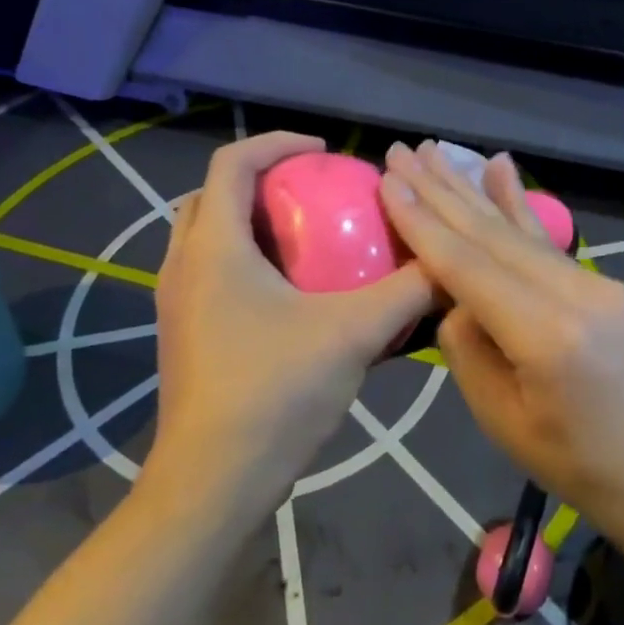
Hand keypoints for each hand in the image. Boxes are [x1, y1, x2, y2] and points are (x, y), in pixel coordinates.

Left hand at [150, 133, 434, 518]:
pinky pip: (206, 273)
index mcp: (214, 246)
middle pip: (211, 195)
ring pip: (204, 237)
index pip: (232, 162)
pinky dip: (241, 261)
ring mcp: (174, 302)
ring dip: (247, 222)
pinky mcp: (180, 334)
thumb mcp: (353, 334)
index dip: (278, 143)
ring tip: (301, 239)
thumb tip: (448, 262)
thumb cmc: (275, 393)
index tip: (324, 152)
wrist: (212, 482)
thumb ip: (406, 293)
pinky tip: (286, 295)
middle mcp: (182, 264)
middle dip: (257, 180)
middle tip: (309, 193)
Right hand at [378, 142, 623, 535]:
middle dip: (440, 191)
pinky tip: (502, 168)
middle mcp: (573, 293)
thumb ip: (469, 349)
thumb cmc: (582, 468)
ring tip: (438, 151)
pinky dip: (519, 205)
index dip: (422, 223)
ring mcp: (597, 283)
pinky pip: (549, 242)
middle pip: (491, 233)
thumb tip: (457, 300)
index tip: (389, 182)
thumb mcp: (504, 421)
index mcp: (544, 335)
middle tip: (403, 151)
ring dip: (473, 189)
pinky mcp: (607, 285)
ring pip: (520, 229)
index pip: (467, 265)